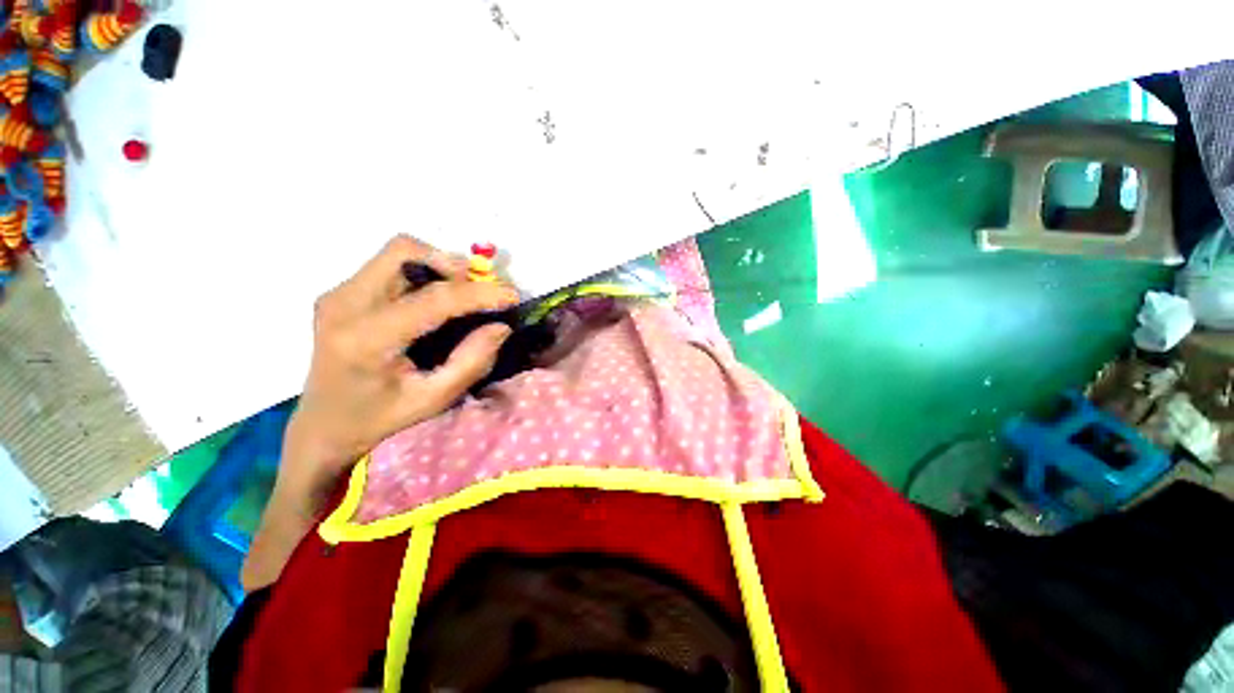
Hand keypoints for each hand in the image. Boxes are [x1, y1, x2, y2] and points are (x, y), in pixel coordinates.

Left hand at [283, 235, 519, 499]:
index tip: (512, 296)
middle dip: (453, 266)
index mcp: (367, 339)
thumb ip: (471, 361)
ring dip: (438, 267)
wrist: (323, 427)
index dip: (478, 293)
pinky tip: (435, 300)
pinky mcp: (340, 294)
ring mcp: (338, 295)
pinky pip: (390, 265)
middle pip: (404, 251)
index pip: (433, 298)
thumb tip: (501, 326)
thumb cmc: (380, 420)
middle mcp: (344, 305)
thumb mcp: (434, 399)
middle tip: (480, 292)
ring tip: (462, 296)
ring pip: (397, 252)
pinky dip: (423, 273)